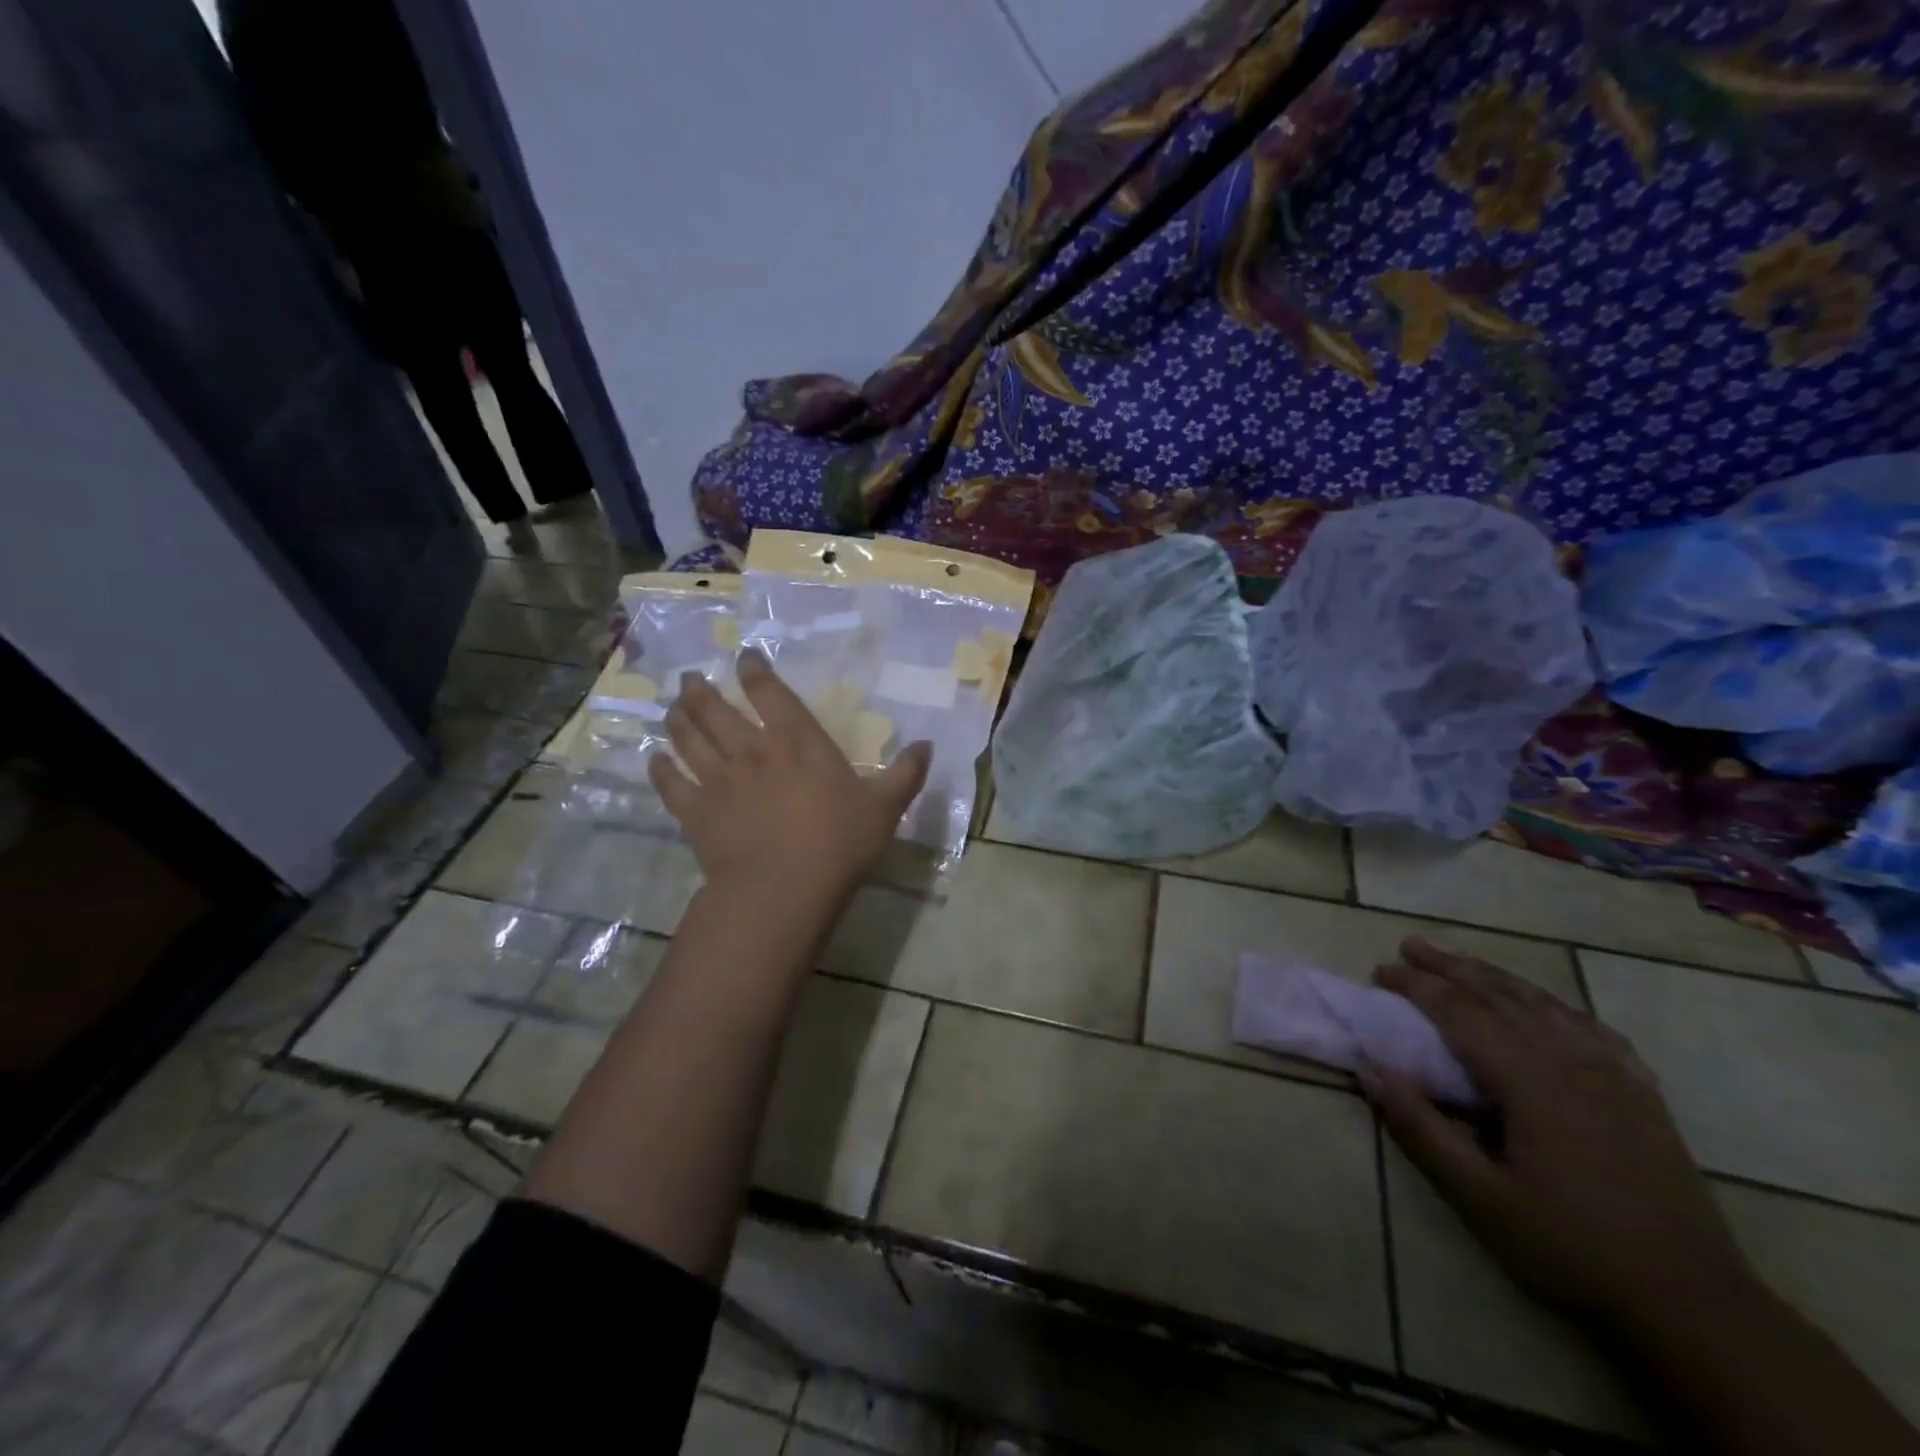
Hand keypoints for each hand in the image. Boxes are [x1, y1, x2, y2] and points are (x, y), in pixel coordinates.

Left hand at [648, 650, 931, 906]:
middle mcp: (752, 750)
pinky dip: (660, 769)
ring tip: (671, 707)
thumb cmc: (839, 843)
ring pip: (688, 739)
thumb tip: (928, 744)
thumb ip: (906, 773)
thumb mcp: (885, 807)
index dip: (755, 671)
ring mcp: (718, 780)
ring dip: (678, 720)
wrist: (785, 888)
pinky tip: (654, 759)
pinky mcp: (696, 812)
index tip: (744, 657)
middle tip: (690, 679)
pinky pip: (671, 783)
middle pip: (716, 710)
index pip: (770, 693)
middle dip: (701, 690)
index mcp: (797, 741)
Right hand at [1365, 939, 1756, 1332]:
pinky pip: (1591, 1028)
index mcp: (1529, 1081)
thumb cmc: (1571, 1245)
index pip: (1459, 1012)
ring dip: (1495, 976)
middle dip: (1450, 967)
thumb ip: (1421, 1128)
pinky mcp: (1642, 1093)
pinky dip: (1554, 1004)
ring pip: (1544, 1003)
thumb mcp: (1480, 1197)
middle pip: (1500, 996)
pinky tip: (1544, 1004)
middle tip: (1409, 945)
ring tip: (1460, 960)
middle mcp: (1570, 1061)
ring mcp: (1614, 1074)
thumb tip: (1370, 1070)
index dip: (1417, 986)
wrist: (1694, 1302)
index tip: (1380, 970)